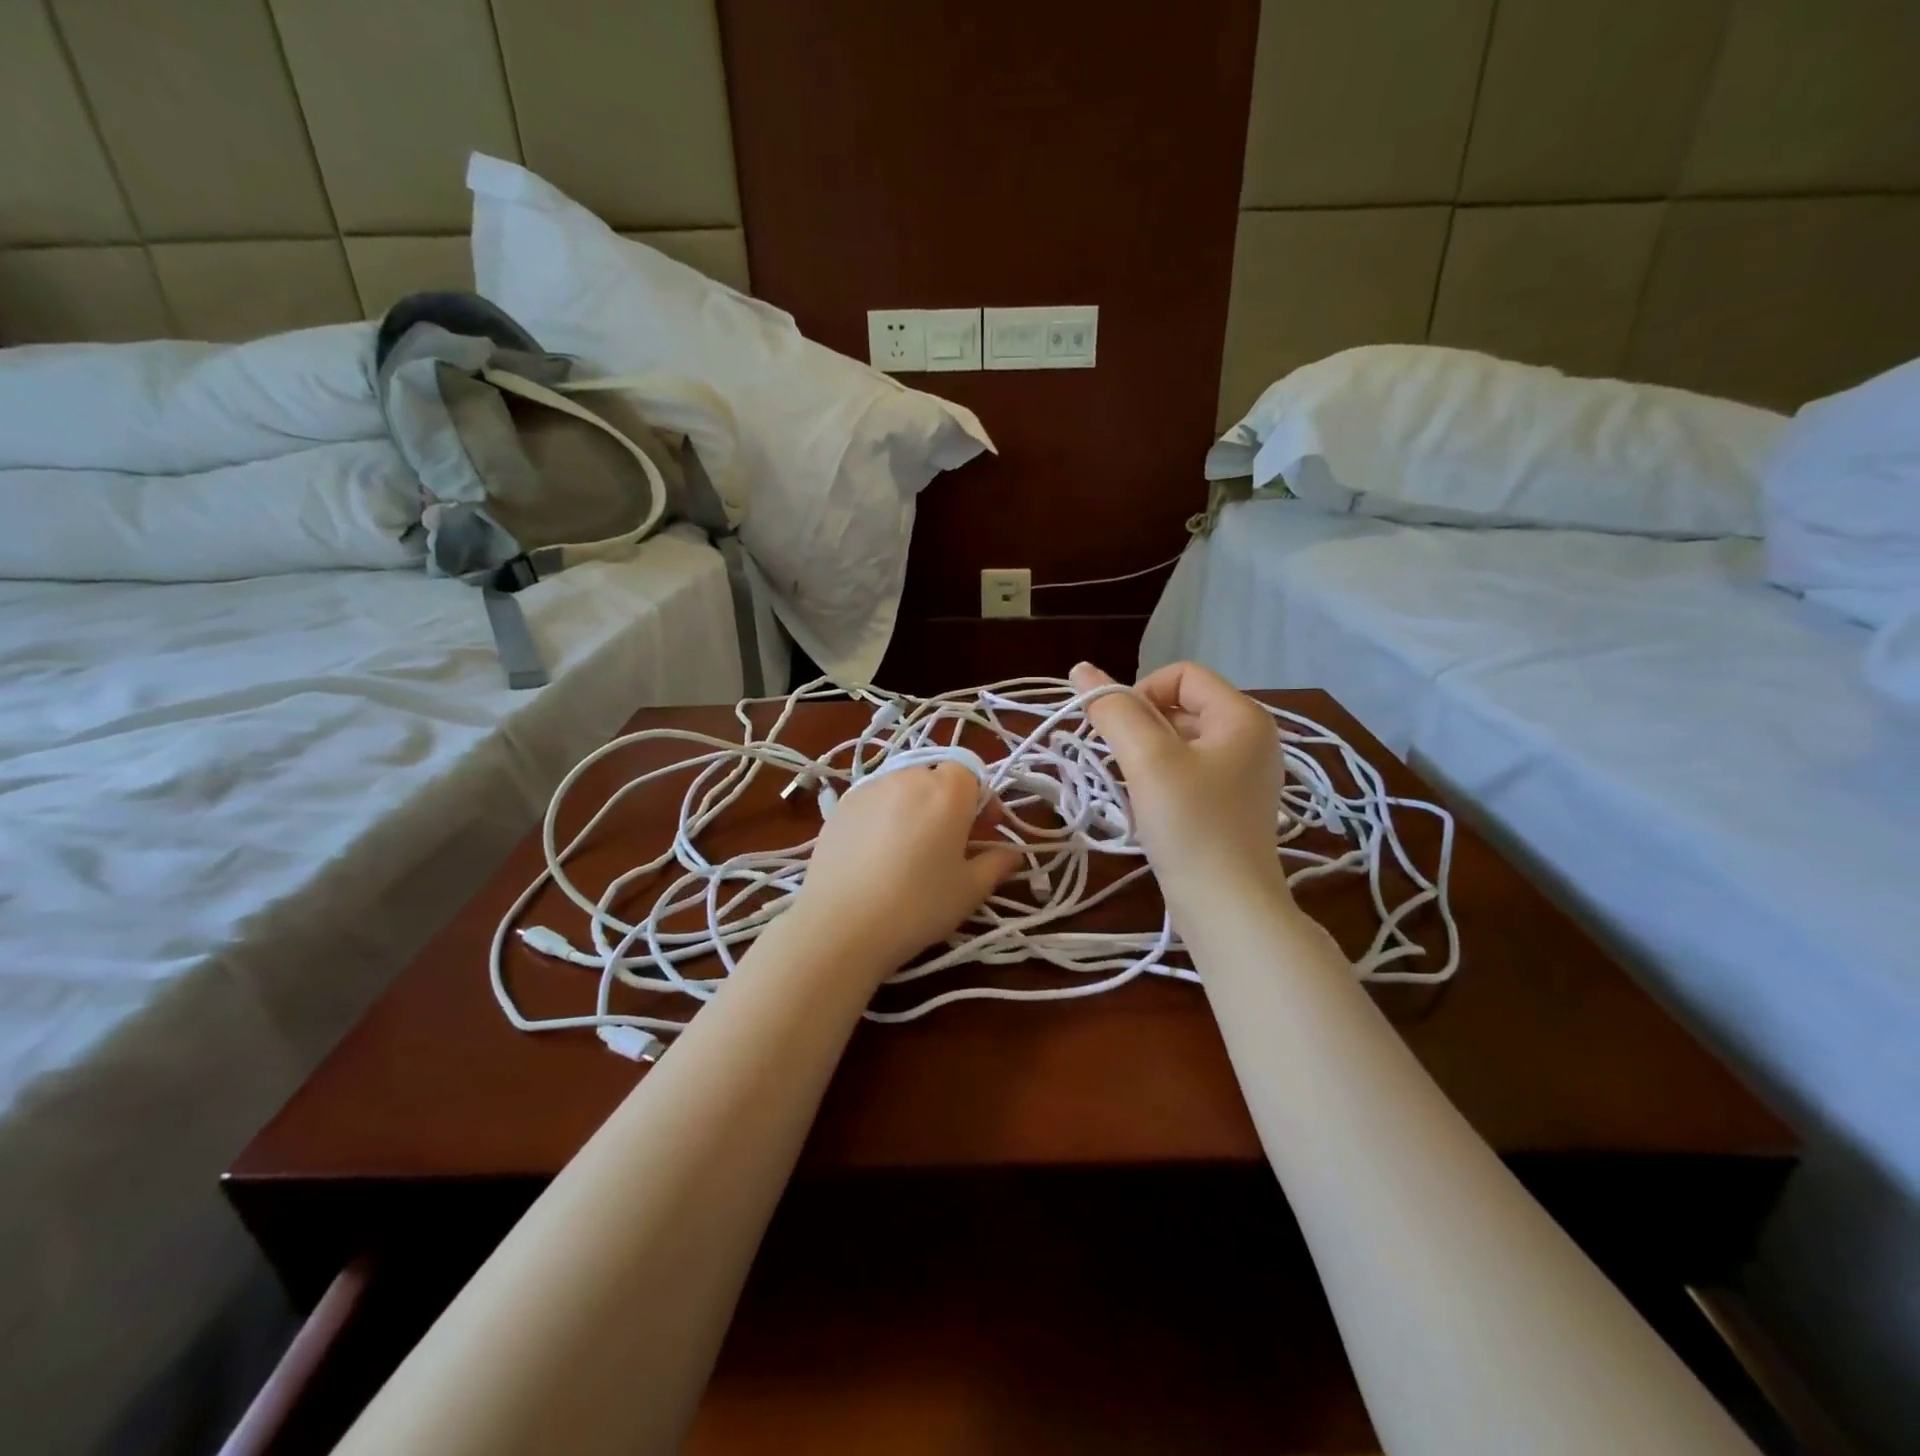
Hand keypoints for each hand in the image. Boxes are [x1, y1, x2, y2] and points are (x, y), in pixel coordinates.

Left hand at [787, 762, 1020, 980]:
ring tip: (910, 848)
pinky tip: (877, 854)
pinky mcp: (840, 806)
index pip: (971, 773)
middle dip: (947, 802)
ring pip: (902, 787)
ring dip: (913, 807)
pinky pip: (873, 801)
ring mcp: (869, 788)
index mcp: (947, 790)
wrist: (840, 925)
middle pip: (935, 777)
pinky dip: (883, 816)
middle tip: (949, 842)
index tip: (983, 830)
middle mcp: (907, 777)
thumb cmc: (918, 905)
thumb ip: (996, 864)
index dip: (982, 799)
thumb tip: (1013, 854)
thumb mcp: (969, 890)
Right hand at [1070, 661, 1287, 910]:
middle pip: (1180, 705)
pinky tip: (1150, 808)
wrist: (1227, 908)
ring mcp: (1244, 773)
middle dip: (1140, 727)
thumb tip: (1081, 669)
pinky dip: (1161, 779)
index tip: (1118, 734)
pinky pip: (1188, 770)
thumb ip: (1113, 710)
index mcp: (1243, 716)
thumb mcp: (1147, 760)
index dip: (1140, 693)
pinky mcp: (1231, 803)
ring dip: (1146, 756)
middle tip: (1122, 765)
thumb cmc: (1190, 826)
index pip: (1180, 674)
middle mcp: (1251, 736)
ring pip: (1180, 741)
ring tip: (1135, 789)